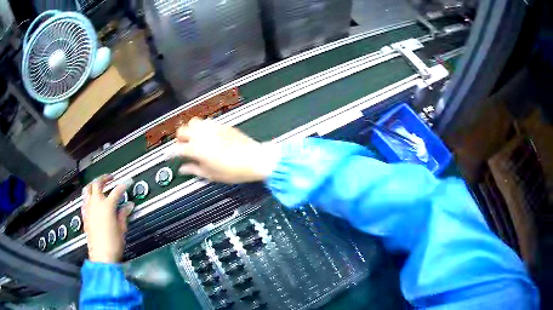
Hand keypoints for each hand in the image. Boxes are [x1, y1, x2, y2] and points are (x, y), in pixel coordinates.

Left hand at [81, 175, 133, 262]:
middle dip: (105, 178)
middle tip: (110, 178)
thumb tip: (129, 206)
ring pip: (87, 189)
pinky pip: (84, 200)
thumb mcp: (121, 229)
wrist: (101, 256)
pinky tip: (91, 199)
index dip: (123, 185)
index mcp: (107, 206)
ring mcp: (88, 208)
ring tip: (98, 184)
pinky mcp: (85, 215)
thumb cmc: (113, 244)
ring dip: (93, 184)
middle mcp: (96, 204)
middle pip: (97, 183)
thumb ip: (123, 214)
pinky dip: (88, 196)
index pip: (117, 191)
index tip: (128, 182)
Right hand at [172, 118, 280, 183]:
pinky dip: (201, 127)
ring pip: (193, 122)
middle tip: (182, 148)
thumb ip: (194, 169)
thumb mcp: (211, 175)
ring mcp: (212, 128)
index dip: (169, 153)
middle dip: (179, 139)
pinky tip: (206, 135)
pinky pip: (206, 121)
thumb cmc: (234, 169)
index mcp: (197, 149)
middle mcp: (203, 135)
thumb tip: (183, 169)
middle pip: (182, 131)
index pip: (177, 149)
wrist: (254, 159)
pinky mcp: (222, 124)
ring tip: (193, 140)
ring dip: (190, 130)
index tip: (168, 156)